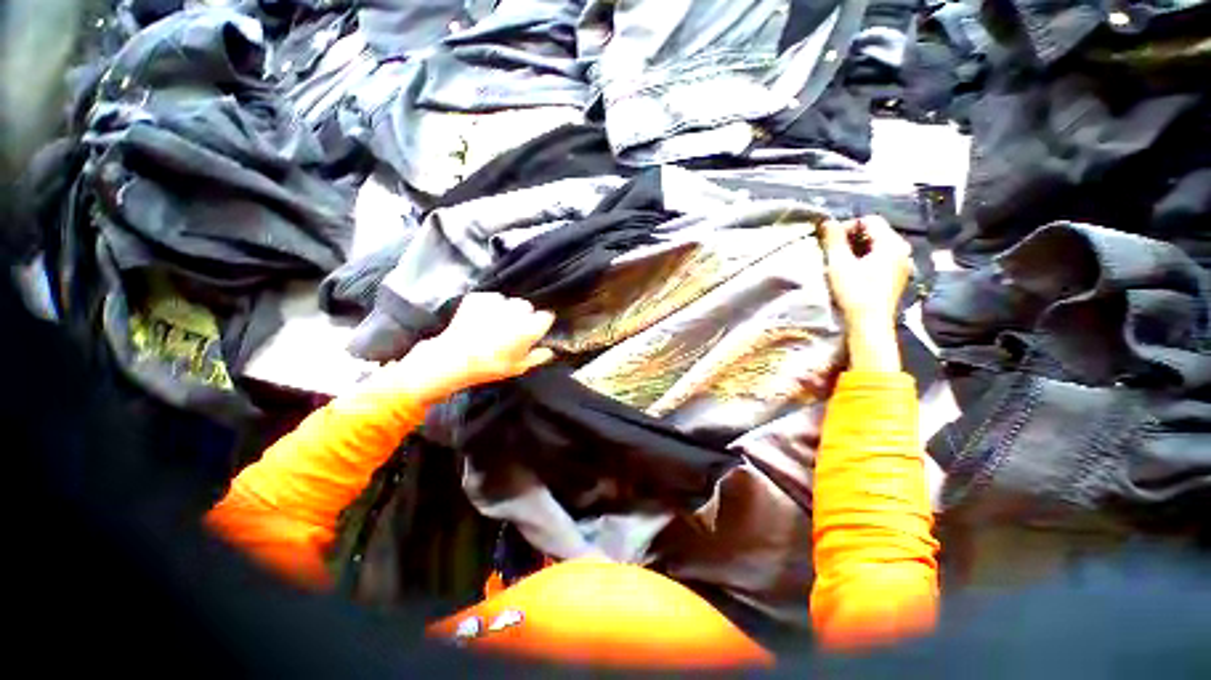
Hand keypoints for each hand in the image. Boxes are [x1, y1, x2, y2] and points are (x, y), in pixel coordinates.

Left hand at [375, 293, 555, 404]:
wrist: (454, 358)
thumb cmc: (491, 366)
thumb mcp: (518, 368)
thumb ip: (538, 357)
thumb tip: (550, 351)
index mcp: (530, 327)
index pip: (546, 316)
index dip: (540, 324)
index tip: (534, 331)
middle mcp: (516, 310)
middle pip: (526, 307)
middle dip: (522, 316)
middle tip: (511, 330)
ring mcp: (497, 302)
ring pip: (508, 301)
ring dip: (505, 310)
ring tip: (494, 324)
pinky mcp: (479, 297)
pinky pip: (491, 299)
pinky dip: (489, 306)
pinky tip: (481, 319)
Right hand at [822, 217, 911, 371]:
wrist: (869, 323)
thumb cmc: (855, 292)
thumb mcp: (839, 264)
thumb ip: (833, 240)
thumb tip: (827, 221)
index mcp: (891, 244)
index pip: (870, 220)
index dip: (848, 226)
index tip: (831, 241)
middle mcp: (902, 250)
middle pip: (875, 232)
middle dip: (852, 238)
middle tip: (834, 252)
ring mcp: (902, 264)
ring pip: (878, 246)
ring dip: (858, 249)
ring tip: (841, 262)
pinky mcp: (898, 277)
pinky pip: (882, 258)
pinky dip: (866, 259)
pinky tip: (854, 272)